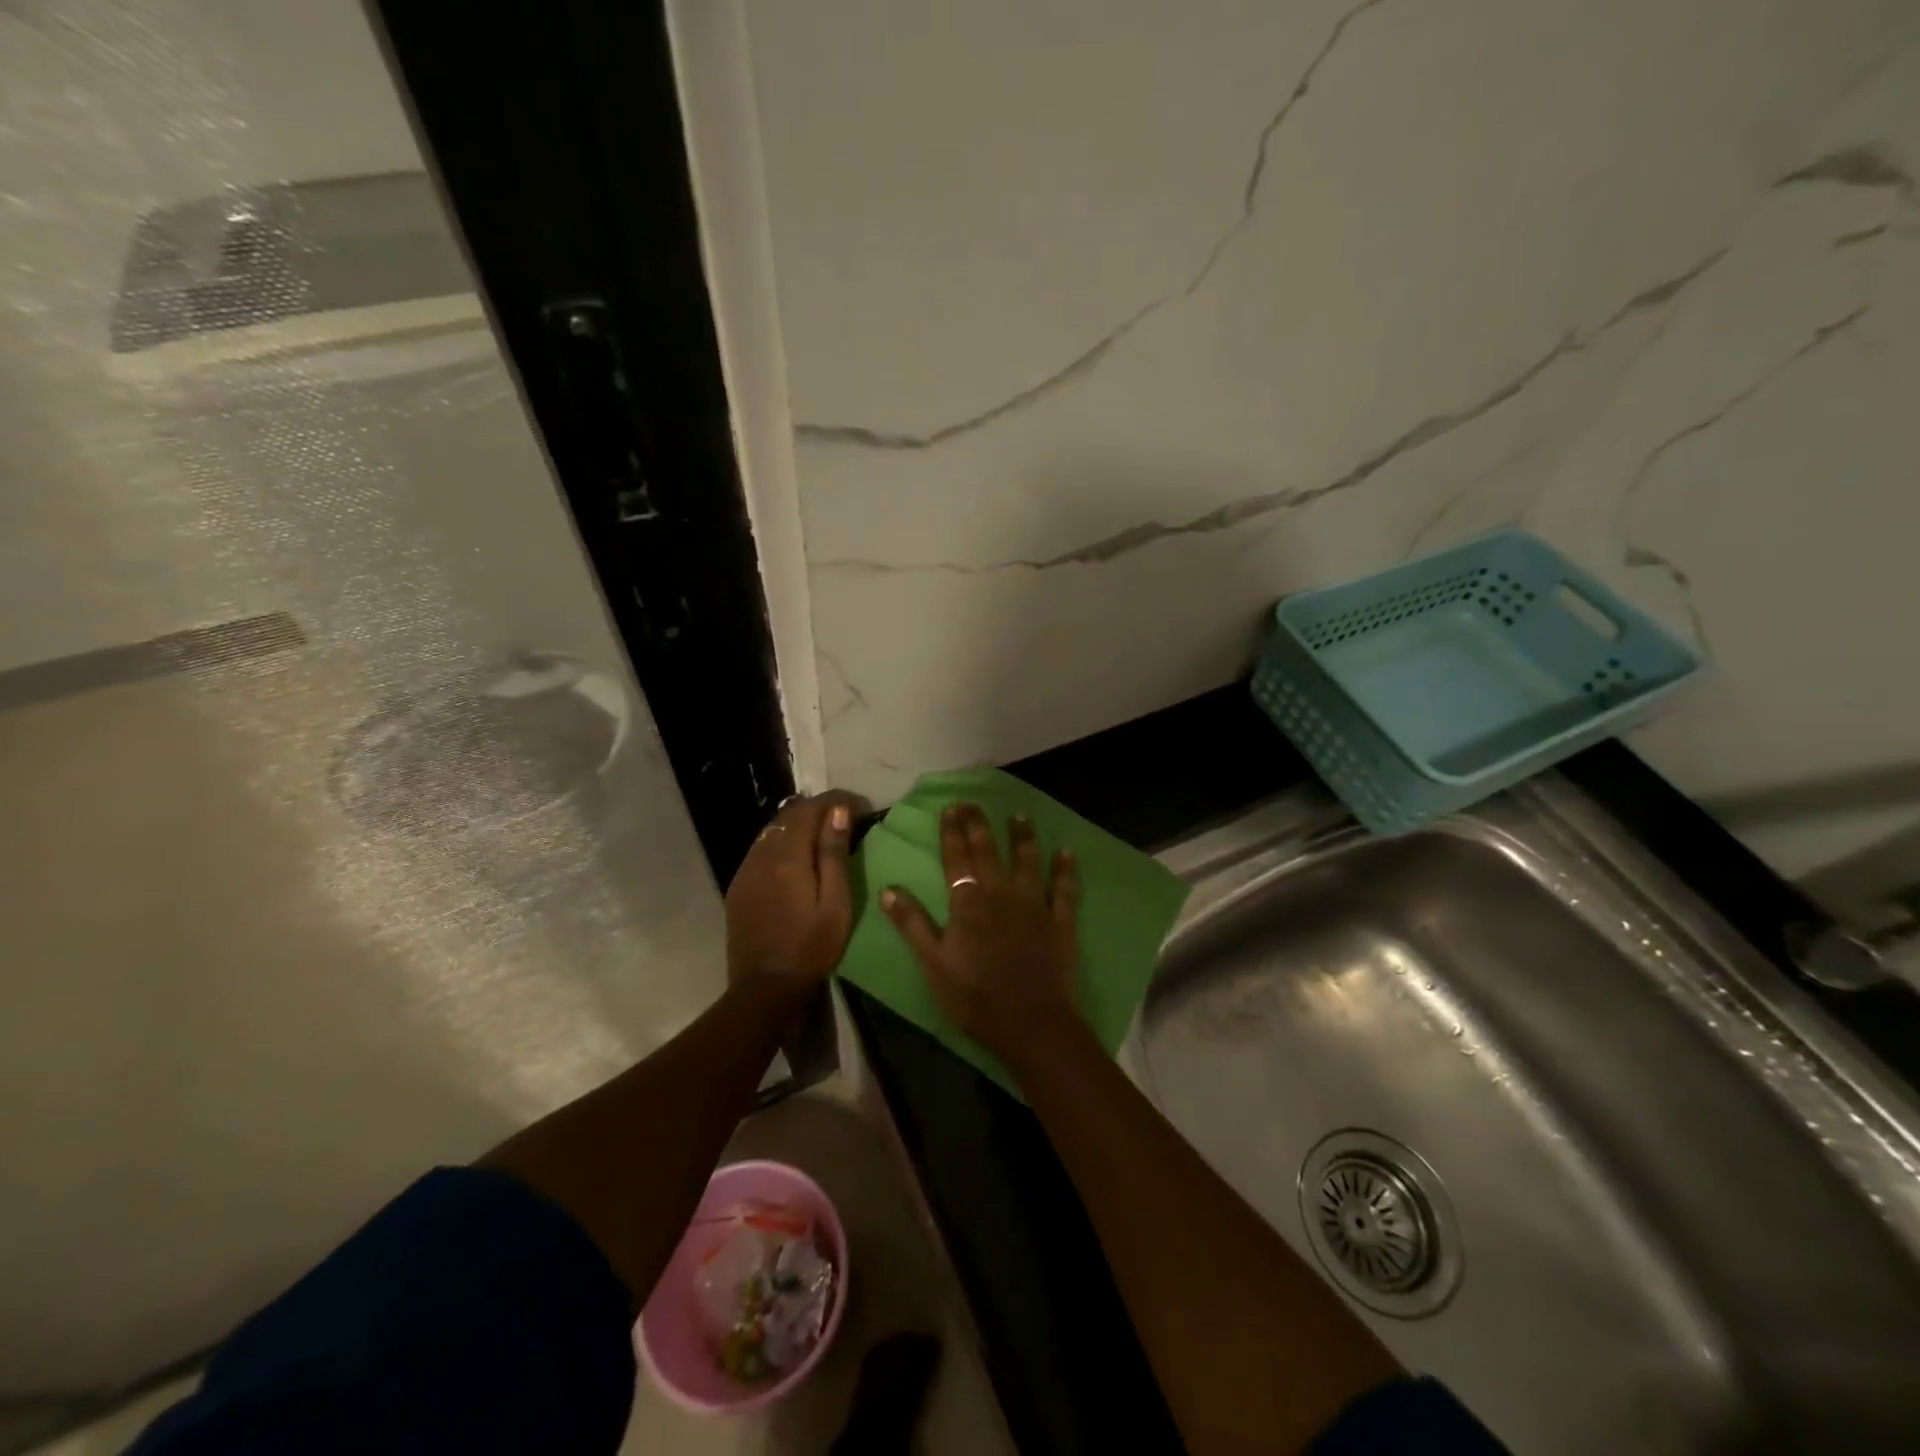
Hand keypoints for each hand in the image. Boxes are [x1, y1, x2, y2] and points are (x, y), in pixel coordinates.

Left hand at [725, 791, 863, 1003]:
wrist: (765, 989)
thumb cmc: (811, 948)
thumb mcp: (835, 902)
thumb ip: (834, 854)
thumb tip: (839, 811)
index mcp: (787, 856)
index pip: (810, 809)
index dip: (837, 801)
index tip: (861, 807)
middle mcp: (761, 854)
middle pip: (788, 815)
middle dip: (818, 809)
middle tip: (847, 818)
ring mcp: (745, 870)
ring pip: (772, 830)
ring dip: (799, 824)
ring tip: (825, 834)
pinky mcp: (739, 886)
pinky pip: (761, 849)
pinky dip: (783, 842)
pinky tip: (797, 858)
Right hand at [879, 802, 1082, 1067]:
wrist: (1030, 1022)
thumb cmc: (974, 996)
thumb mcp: (933, 963)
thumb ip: (912, 923)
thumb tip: (887, 888)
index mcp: (968, 902)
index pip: (956, 858)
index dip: (952, 832)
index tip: (951, 807)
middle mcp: (1001, 893)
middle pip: (988, 851)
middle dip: (979, 825)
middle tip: (974, 802)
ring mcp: (1034, 905)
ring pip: (1028, 861)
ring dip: (1023, 836)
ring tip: (1020, 816)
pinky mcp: (1060, 921)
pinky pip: (1064, 889)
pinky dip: (1065, 869)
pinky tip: (1066, 852)